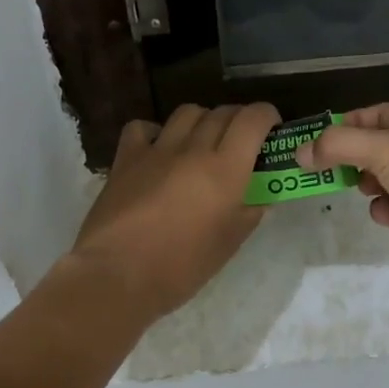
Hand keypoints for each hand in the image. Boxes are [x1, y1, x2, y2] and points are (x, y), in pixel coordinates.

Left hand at [68, 103, 279, 321]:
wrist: (117, 275)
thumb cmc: (181, 267)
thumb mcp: (229, 244)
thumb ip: (249, 213)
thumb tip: (260, 197)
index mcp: (226, 169)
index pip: (253, 119)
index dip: (266, 116)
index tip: (271, 128)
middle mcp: (193, 149)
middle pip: (222, 113)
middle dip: (238, 120)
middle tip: (240, 142)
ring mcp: (156, 150)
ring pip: (187, 112)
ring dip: (202, 121)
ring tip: (202, 143)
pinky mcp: (126, 158)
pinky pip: (143, 127)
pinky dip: (156, 131)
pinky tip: (159, 150)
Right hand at [297, 104, 388, 277]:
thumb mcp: (382, 149)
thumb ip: (337, 146)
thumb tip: (300, 153)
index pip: (366, 116)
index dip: (339, 127)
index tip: (311, 144)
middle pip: (367, 148)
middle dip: (345, 159)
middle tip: (319, 171)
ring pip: (375, 178)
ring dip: (363, 185)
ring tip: (360, 189)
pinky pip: (388, 207)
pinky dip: (382, 210)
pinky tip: (388, 214)